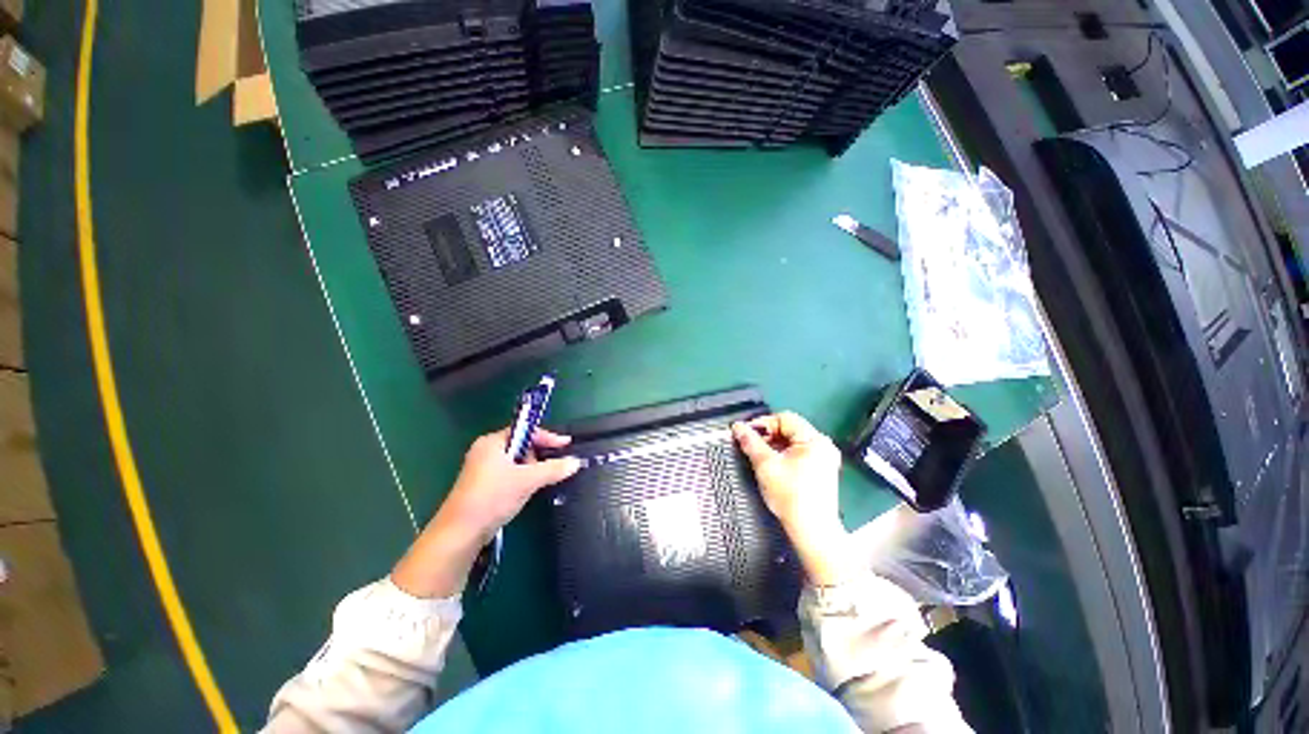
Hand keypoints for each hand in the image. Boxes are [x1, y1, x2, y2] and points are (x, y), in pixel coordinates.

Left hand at [437, 427, 581, 542]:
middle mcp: (485, 451)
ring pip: (516, 462)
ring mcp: (482, 469)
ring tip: (537, 482)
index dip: (547, 437)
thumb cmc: (493, 497)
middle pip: (521, 445)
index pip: (525, 431)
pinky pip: (509, 474)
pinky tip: (526, 490)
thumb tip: (576, 462)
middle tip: (550, 467)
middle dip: (538, 455)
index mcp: (492, 442)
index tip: (566, 445)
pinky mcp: (482, 486)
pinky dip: (521, 479)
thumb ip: (553, 469)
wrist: (461, 533)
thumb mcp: (528, 480)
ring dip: (531, 469)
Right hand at [732, 412, 850, 584]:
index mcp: (814, 440)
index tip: (746, 432)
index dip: (763, 423)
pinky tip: (772, 465)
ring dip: (774, 445)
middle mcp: (823, 446)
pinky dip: (784, 454)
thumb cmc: (791, 497)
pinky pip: (799, 453)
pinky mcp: (821, 471)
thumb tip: (738, 427)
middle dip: (768, 435)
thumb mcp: (765, 465)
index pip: (784, 418)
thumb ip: (751, 442)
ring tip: (759, 455)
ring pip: (793, 441)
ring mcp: (824, 459)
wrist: (812, 532)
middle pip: (790, 429)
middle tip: (750, 444)